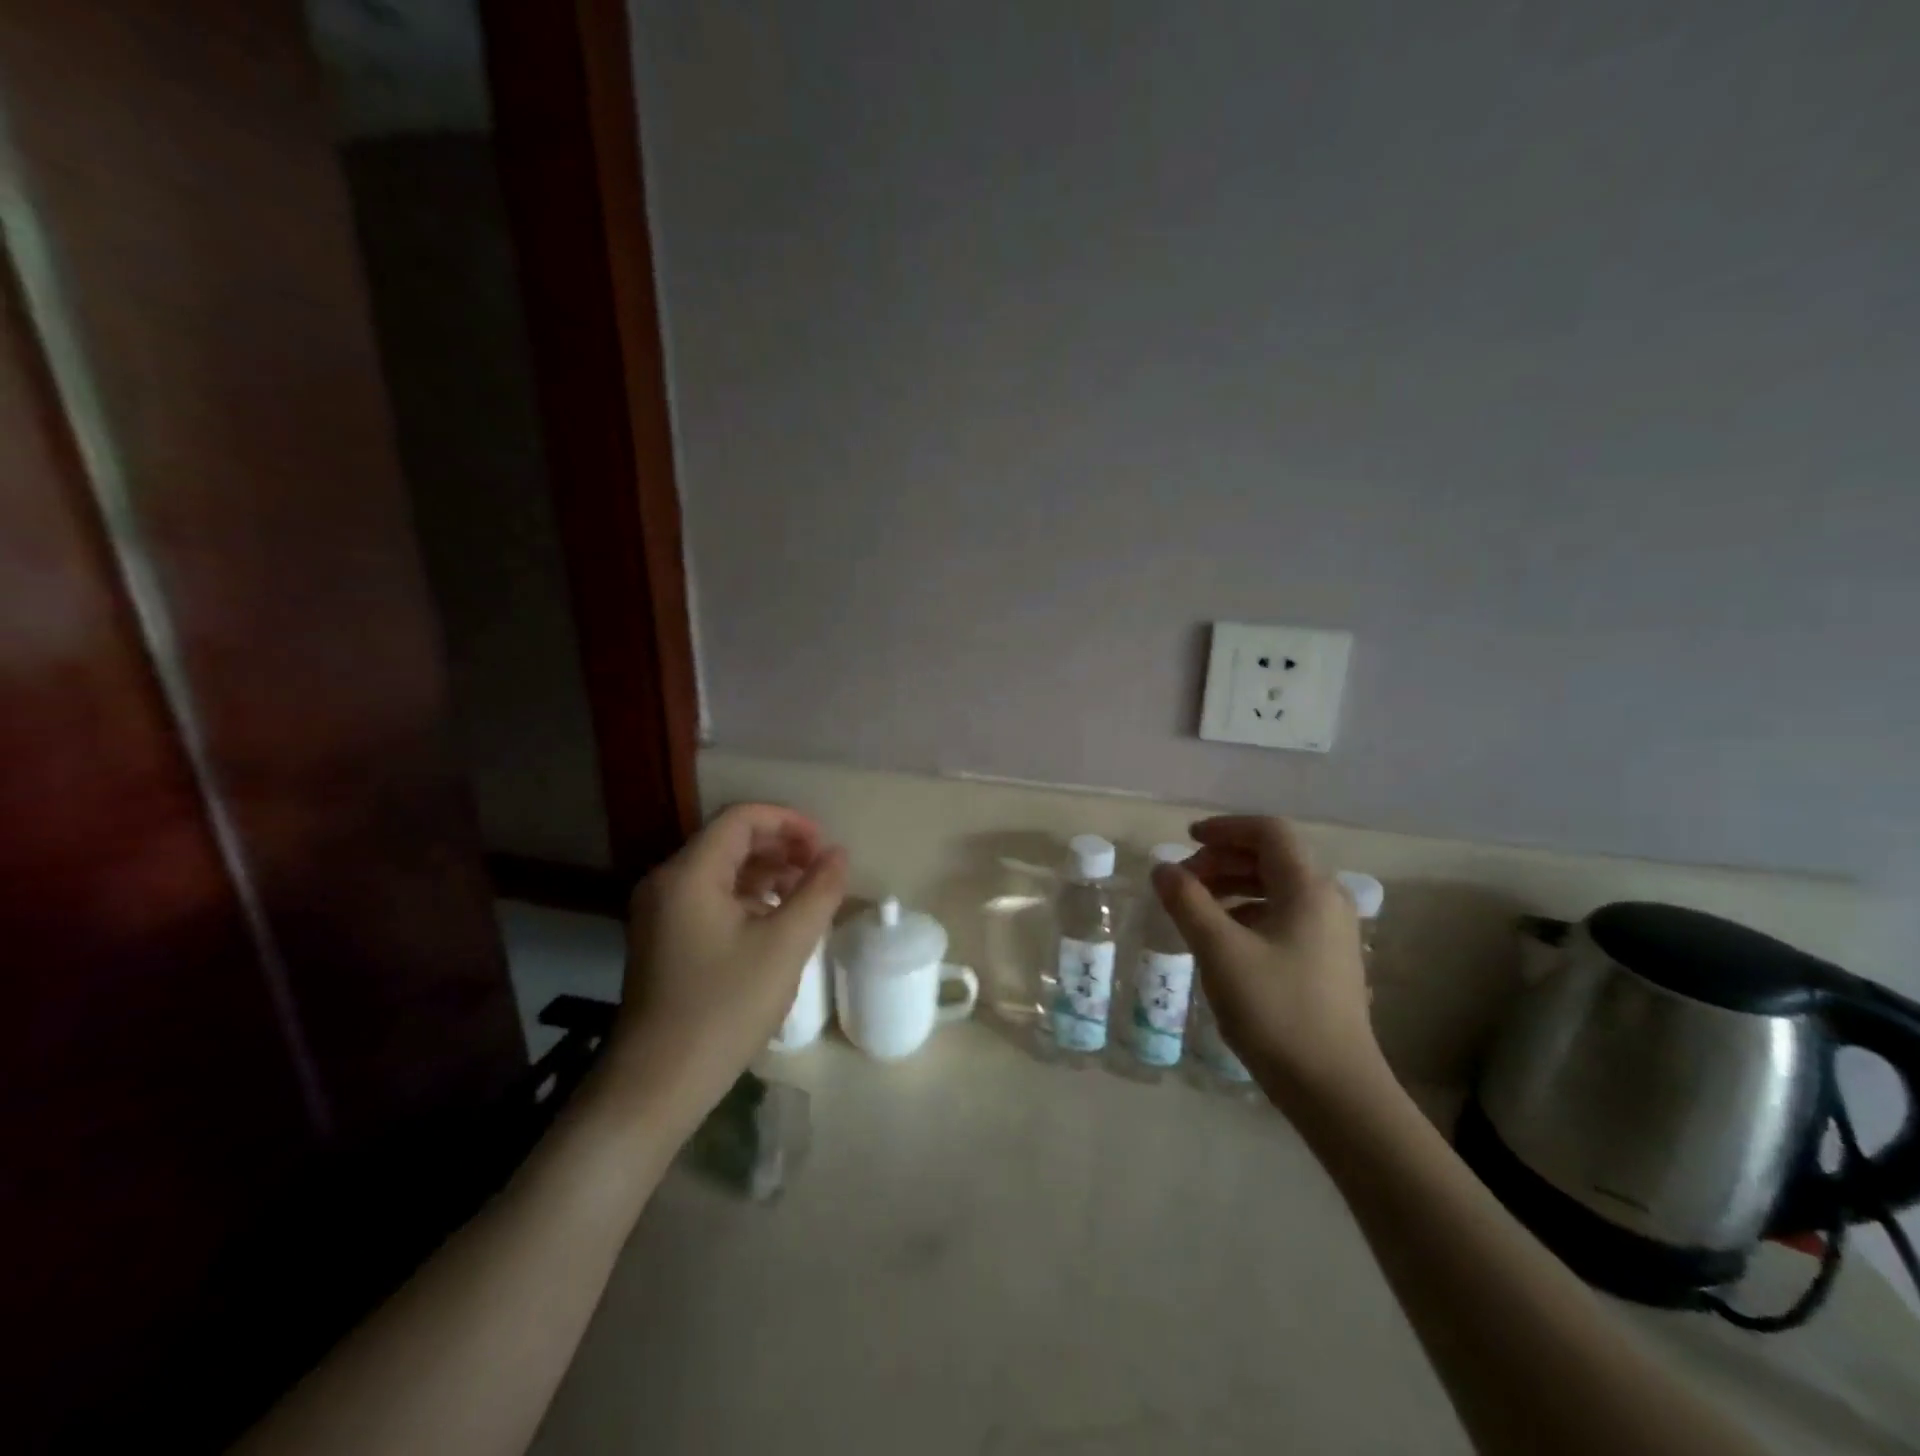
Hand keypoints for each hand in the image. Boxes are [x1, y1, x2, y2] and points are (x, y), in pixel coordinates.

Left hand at [602, 804, 847, 1131]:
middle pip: (729, 840)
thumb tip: (838, 854)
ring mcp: (660, 912)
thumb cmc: (724, 1008)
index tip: (825, 845)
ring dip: (766, 872)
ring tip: (806, 893)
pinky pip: (709, 897)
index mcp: (689, 874)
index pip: (741, 819)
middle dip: (780, 846)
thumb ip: (818, 892)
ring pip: (721, 870)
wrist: (656, 1084)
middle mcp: (667, 882)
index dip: (789, 822)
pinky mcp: (664, 938)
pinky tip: (775, 920)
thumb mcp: (784, 946)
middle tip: (821, 868)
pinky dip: (747, 896)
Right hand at [1152, 816, 1384, 1112]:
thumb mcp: (1219, 951)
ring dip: (1233, 886)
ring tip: (1195, 908)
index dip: (1225, 828)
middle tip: (1182, 881)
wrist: (1334, 1089)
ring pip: (1276, 888)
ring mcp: (1331, 932)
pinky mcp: (1327, 960)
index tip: (1186, 840)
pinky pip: (1283, 915)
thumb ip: (1187, 901)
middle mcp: (1327, 901)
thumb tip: (1162, 867)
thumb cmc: (1275, 1011)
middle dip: (1222, 860)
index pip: (1268, 832)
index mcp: (1308, 888)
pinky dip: (1248, 911)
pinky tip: (1223, 939)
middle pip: (1272, 857)